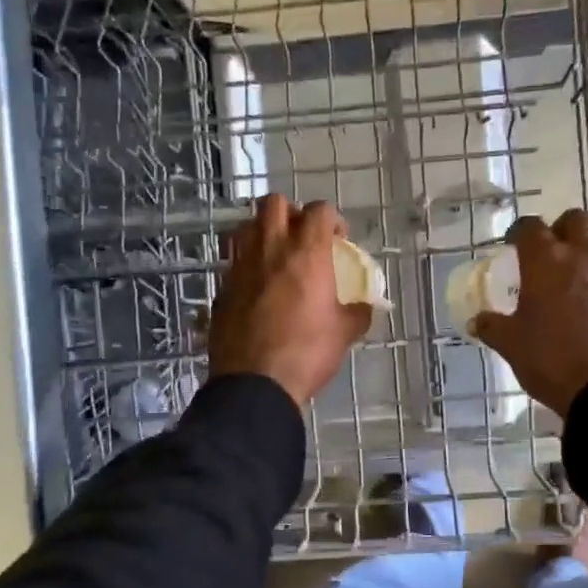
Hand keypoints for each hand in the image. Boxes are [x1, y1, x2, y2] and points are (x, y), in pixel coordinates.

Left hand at [208, 195, 371, 408]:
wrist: (255, 383)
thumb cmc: (307, 353)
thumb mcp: (344, 334)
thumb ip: (357, 312)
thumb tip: (365, 307)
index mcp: (306, 253)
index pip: (319, 210)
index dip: (331, 219)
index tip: (337, 240)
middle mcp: (270, 249)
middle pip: (274, 203)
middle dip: (291, 213)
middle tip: (302, 237)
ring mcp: (240, 266)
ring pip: (246, 226)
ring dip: (262, 232)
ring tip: (275, 255)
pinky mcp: (222, 288)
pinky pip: (233, 260)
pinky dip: (246, 263)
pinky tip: (257, 286)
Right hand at [472, 210, 587, 416]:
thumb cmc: (552, 360)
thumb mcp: (512, 346)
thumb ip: (492, 327)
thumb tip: (477, 321)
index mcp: (547, 262)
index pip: (530, 227)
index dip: (519, 233)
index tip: (512, 247)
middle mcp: (584, 258)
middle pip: (577, 220)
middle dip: (562, 229)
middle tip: (549, 255)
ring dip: (584, 261)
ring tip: (571, 293)